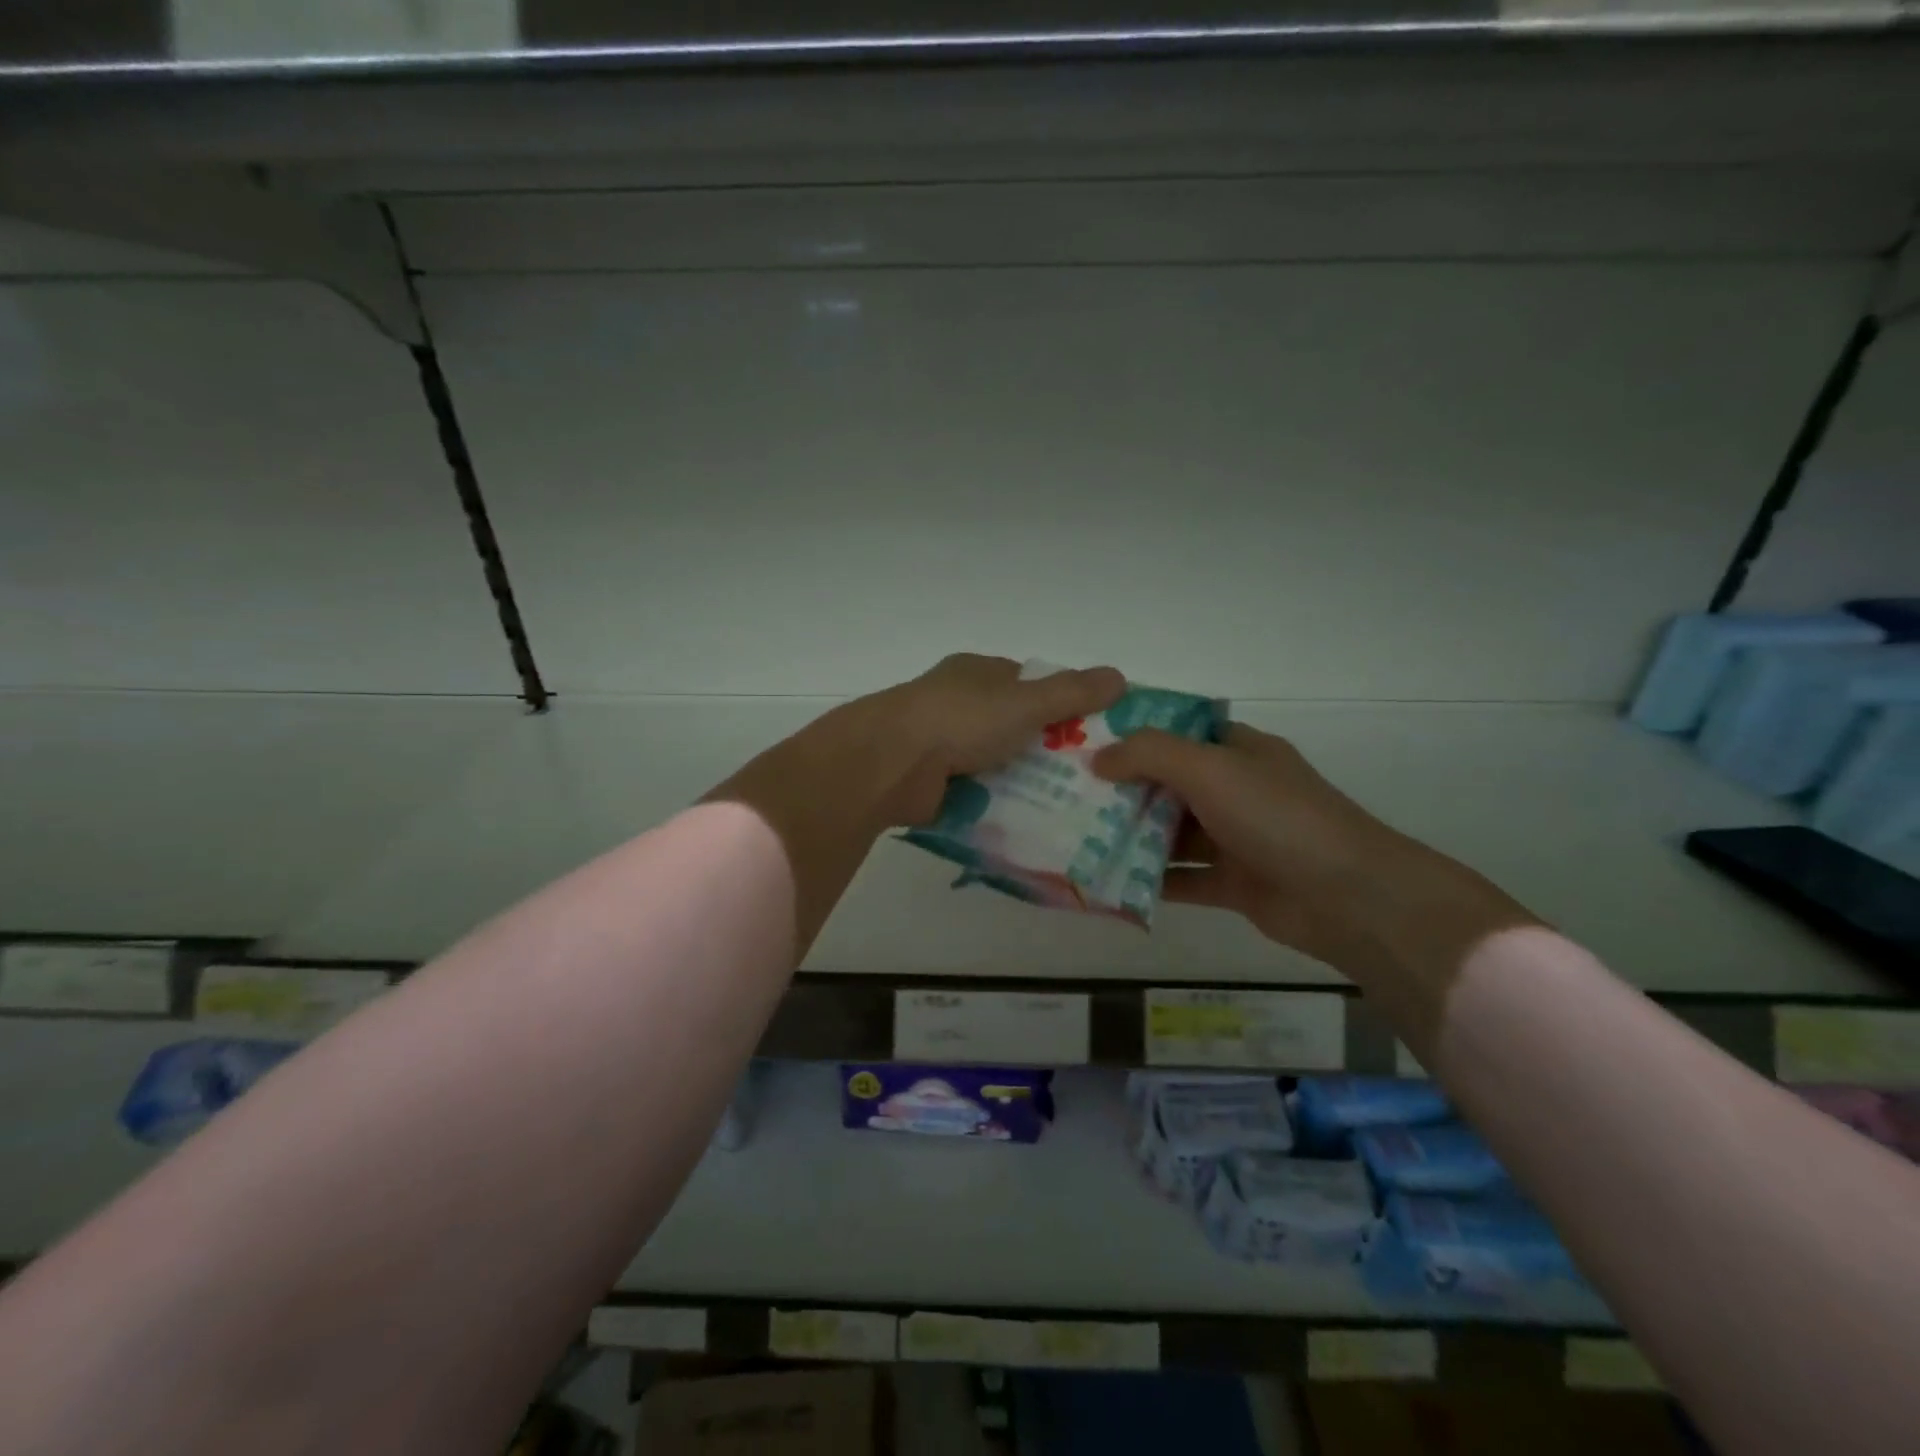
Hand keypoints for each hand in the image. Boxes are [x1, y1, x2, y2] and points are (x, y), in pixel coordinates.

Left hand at [867, 655, 1125, 825]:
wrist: (891, 763)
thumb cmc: (960, 718)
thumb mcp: (1025, 701)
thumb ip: (1072, 691)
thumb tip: (1120, 677)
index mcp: (976, 674)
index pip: (1026, 682)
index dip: (1059, 701)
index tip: (1092, 729)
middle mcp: (957, 703)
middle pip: (1012, 725)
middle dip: (1045, 748)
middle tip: (1088, 776)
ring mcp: (940, 744)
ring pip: (995, 761)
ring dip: (1022, 780)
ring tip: (1069, 806)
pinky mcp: (932, 782)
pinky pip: (976, 792)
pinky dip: (997, 804)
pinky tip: (1028, 822)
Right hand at [1093, 723, 1536, 1029]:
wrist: (1346, 896)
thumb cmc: (1276, 815)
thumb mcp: (1209, 768)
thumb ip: (1150, 754)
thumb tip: (1098, 758)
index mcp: (1238, 751)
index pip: (1179, 732)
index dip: (1135, 734)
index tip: (1086, 742)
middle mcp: (1236, 790)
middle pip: (1169, 783)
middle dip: (1123, 788)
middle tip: (1067, 793)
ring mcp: (1236, 838)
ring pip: (1172, 832)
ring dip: (1131, 835)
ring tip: (1076, 837)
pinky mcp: (1233, 883)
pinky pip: (1182, 877)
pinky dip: (1150, 879)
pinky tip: (1108, 881)